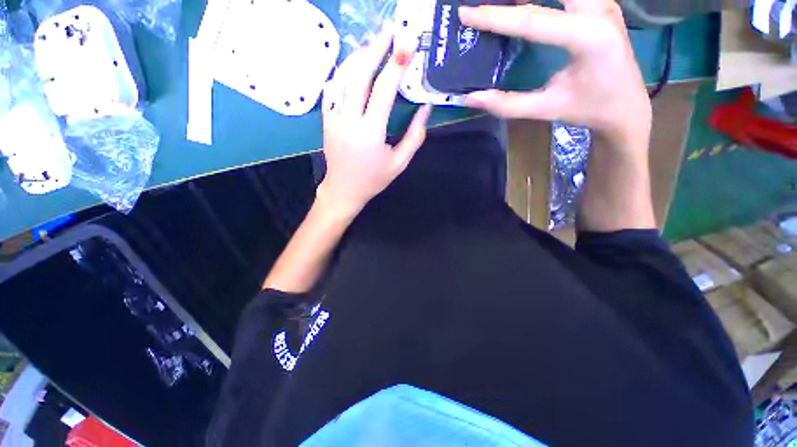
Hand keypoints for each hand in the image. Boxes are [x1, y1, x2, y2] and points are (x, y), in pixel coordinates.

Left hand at [318, 28, 431, 214]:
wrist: (344, 189)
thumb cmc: (374, 179)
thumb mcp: (399, 163)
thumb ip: (415, 136)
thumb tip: (425, 108)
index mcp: (370, 133)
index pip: (383, 90)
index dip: (396, 64)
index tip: (408, 43)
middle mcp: (349, 120)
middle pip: (360, 75)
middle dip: (376, 49)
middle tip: (390, 30)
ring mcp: (333, 117)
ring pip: (344, 76)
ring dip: (359, 55)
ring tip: (374, 42)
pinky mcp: (326, 118)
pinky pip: (333, 87)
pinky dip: (344, 70)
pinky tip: (354, 63)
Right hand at [459, 0, 651, 150]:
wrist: (627, 105)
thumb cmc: (589, 109)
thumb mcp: (546, 108)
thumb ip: (506, 104)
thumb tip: (470, 99)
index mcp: (588, 37)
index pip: (532, 20)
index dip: (495, 17)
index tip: (465, 13)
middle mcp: (599, 9)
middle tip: (483, 0)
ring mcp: (602, 1)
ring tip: (502, 2)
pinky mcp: (599, 3)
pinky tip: (523, 3)